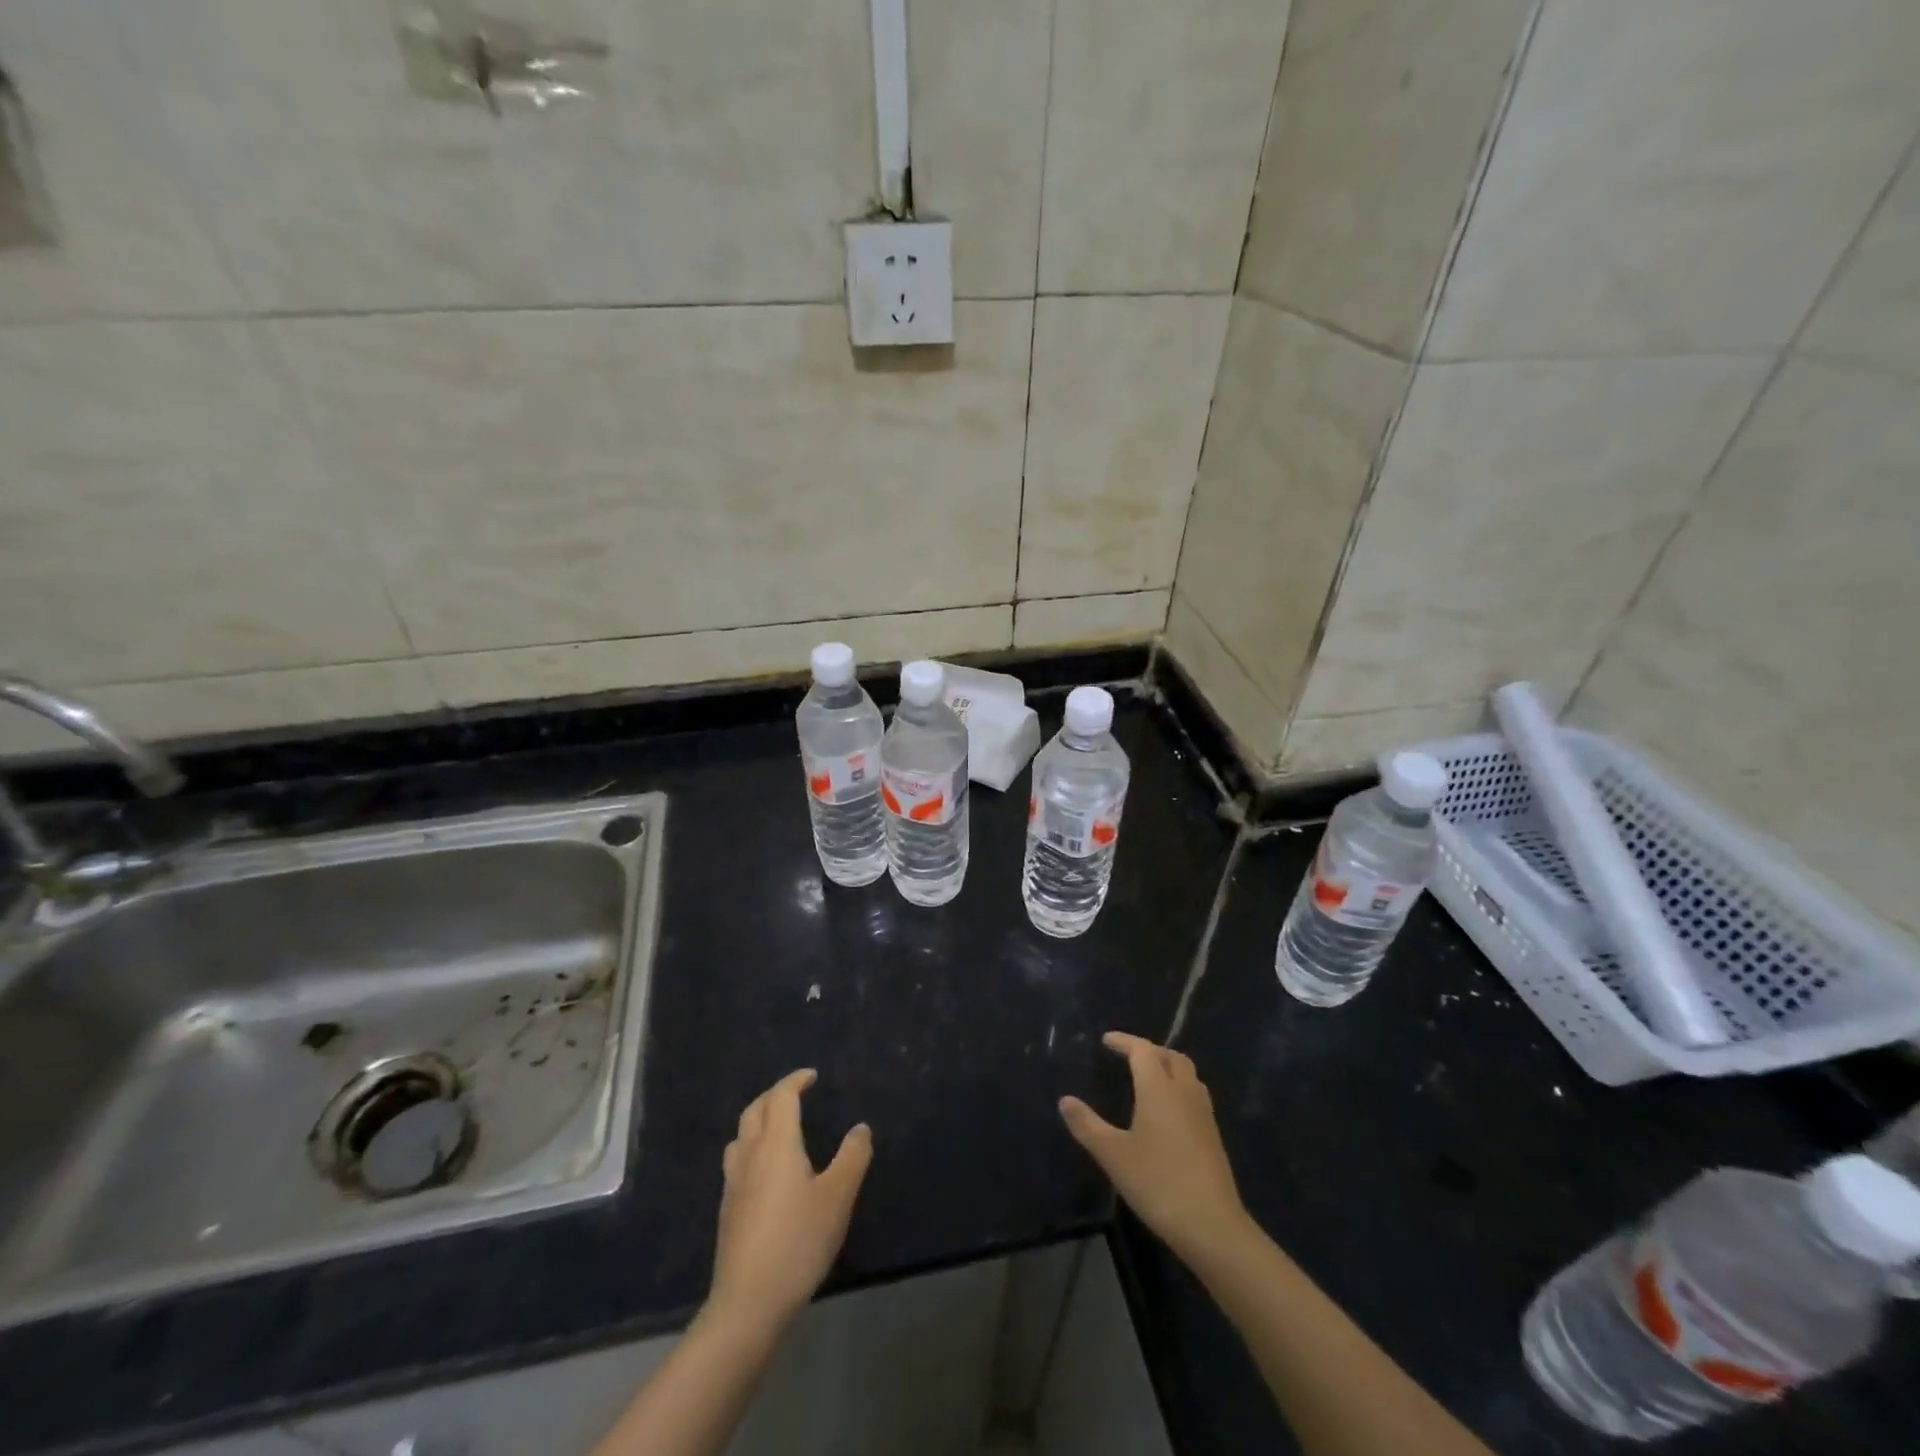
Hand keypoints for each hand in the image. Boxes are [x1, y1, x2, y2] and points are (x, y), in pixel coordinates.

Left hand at [708, 1069, 872, 1333]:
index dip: (795, 1081)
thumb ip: (852, 1157)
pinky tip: (766, 1171)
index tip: (812, 1076)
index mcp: (776, 1144)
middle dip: (774, 1095)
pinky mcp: (727, 1210)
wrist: (748, 1303)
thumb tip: (860, 1127)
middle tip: (796, 1095)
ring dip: (759, 1121)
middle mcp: (750, 1155)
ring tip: (779, 1127)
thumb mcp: (837, 1197)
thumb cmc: (798, 1241)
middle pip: (755, 1110)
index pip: (781, 1097)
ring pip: (741, 1135)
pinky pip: (738, 1161)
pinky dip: (752, 1148)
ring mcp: (733, 1184)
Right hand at [1060, 1032, 1252, 1266]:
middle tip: (1129, 1057)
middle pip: (1171, 1057)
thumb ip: (1087, 1125)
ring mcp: (1203, 1114)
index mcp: (1159, 1089)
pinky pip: (1195, 1096)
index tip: (1107, 1040)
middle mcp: (1184, 1093)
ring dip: (1168, 1067)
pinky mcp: (1214, 1136)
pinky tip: (1168, 1112)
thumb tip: (1065, 1100)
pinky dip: (1180, 1089)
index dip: (1124, 1041)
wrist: (1212, 1225)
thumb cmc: (1158, 1182)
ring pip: (1188, 1075)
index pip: (1142, 1050)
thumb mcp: (1113, 1155)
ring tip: (1149, 1079)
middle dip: (1149, 1051)